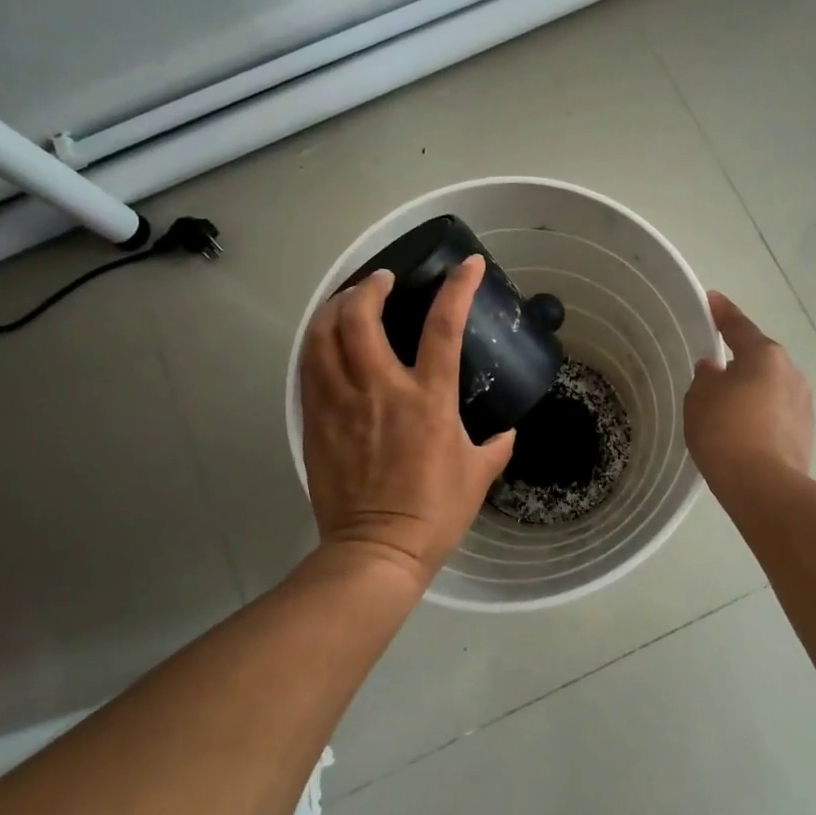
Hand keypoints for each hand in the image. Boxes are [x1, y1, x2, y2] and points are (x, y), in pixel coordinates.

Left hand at [299, 256, 515, 587]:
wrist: (377, 549)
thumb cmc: (435, 512)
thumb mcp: (478, 476)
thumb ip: (496, 447)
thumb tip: (506, 433)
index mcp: (429, 400)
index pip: (443, 327)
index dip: (458, 288)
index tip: (468, 265)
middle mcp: (381, 390)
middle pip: (362, 317)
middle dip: (370, 286)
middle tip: (382, 280)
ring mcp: (342, 403)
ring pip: (324, 336)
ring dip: (335, 307)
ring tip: (348, 300)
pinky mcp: (316, 420)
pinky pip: (309, 368)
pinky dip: (317, 342)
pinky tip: (326, 339)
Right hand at [684, 291, 813, 493]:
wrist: (764, 486)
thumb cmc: (725, 432)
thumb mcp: (699, 399)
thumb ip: (705, 377)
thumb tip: (715, 370)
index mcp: (765, 355)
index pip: (738, 326)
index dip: (722, 312)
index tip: (712, 300)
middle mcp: (791, 372)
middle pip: (759, 358)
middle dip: (738, 361)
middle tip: (714, 369)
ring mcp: (803, 403)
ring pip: (770, 388)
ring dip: (751, 392)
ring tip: (727, 408)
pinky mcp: (806, 432)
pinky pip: (776, 413)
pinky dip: (760, 416)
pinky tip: (744, 432)